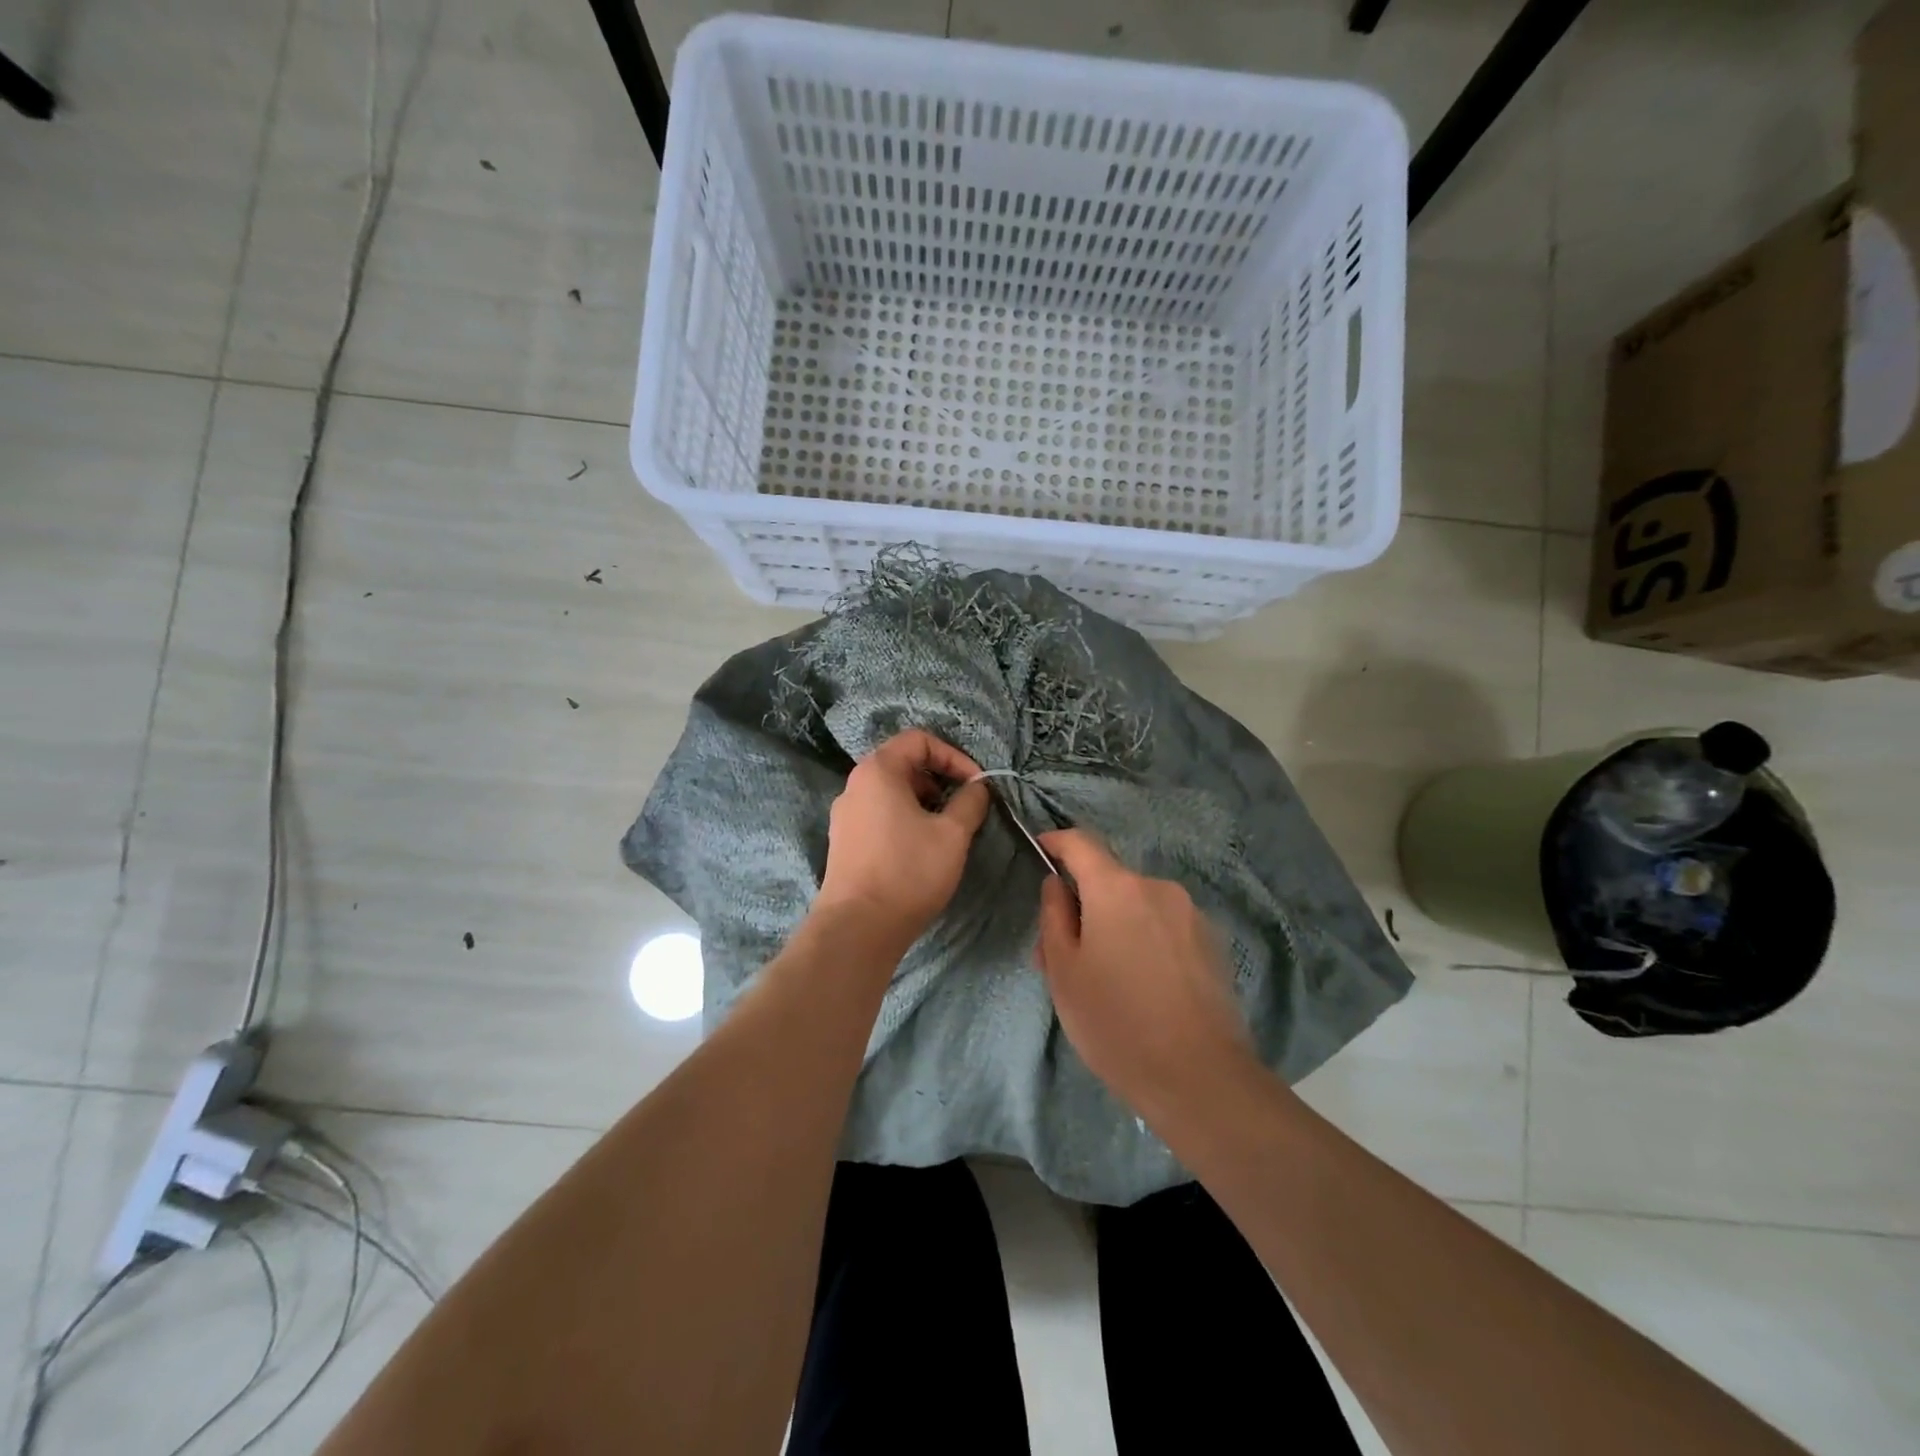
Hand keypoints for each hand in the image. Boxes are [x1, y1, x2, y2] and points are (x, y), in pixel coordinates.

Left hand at [815, 730, 990, 946]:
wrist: (857, 927)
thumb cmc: (908, 871)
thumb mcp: (953, 834)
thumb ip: (970, 802)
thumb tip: (977, 788)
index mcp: (878, 771)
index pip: (919, 740)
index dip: (953, 756)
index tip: (975, 785)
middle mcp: (855, 785)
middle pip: (903, 764)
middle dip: (940, 780)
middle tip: (963, 807)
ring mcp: (845, 814)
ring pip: (892, 792)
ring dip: (924, 802)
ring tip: (946, 831)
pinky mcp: (844, 842)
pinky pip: (879, 815)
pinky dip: (905, 819)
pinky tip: (921, 849)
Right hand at [1036, 829, 1253, 1114]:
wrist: (1200, 1078)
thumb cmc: (1116, 1022)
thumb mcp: (1064, 972)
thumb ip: (1054, 917)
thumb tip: (1057, 884)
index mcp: (1117, 888)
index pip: (1081, 842)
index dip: (1057, 842)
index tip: (1041, 850)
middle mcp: (1158, 888)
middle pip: (1110, 881)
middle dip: (1085, 904)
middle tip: (1064, 953)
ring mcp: (1191, 915)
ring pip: (1138, 906)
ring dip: (1116, 925)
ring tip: (1105, 979)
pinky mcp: (1213, 944)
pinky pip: (1165, 927)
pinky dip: (1145, 940)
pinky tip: (1143, 988)